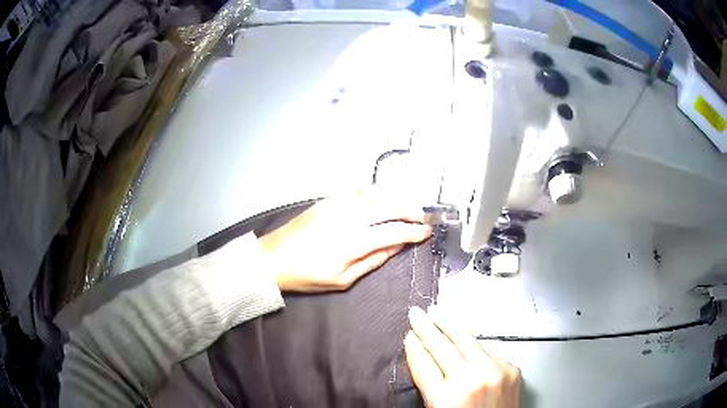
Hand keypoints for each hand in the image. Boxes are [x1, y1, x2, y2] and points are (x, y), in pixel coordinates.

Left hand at [258, 187, 431, 291]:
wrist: (274, 258)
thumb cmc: (307, 275)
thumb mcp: (343, 279)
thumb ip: (373, 261)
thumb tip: (396, 247)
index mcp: (354, 241)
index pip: (394, 232)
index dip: (415, 231)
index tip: (428, 232)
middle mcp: (349, 217)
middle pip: (389, 205)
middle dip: (411, 210)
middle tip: (422, 217)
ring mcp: (337, 204)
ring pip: (375, 193)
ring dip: (394, 199)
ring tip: (405, 209)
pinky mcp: (327, 200)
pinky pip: (356, 190)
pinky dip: (373, 193)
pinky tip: (378, 200)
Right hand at [405, 307, 520, 407]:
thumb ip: (430, 387)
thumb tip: (423, 358)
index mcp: (447, 398)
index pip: (423, 363)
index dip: (413, 347)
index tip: (408, 335)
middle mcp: (472, 381)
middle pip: (442, 346)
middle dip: (427, 327)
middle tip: (417, 314)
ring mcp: (495, 372)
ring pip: (467, 341)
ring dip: (450, 326)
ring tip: (438, 314)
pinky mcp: (511, 369)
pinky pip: (487, 352)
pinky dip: (473, 348)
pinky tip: (464, 341)